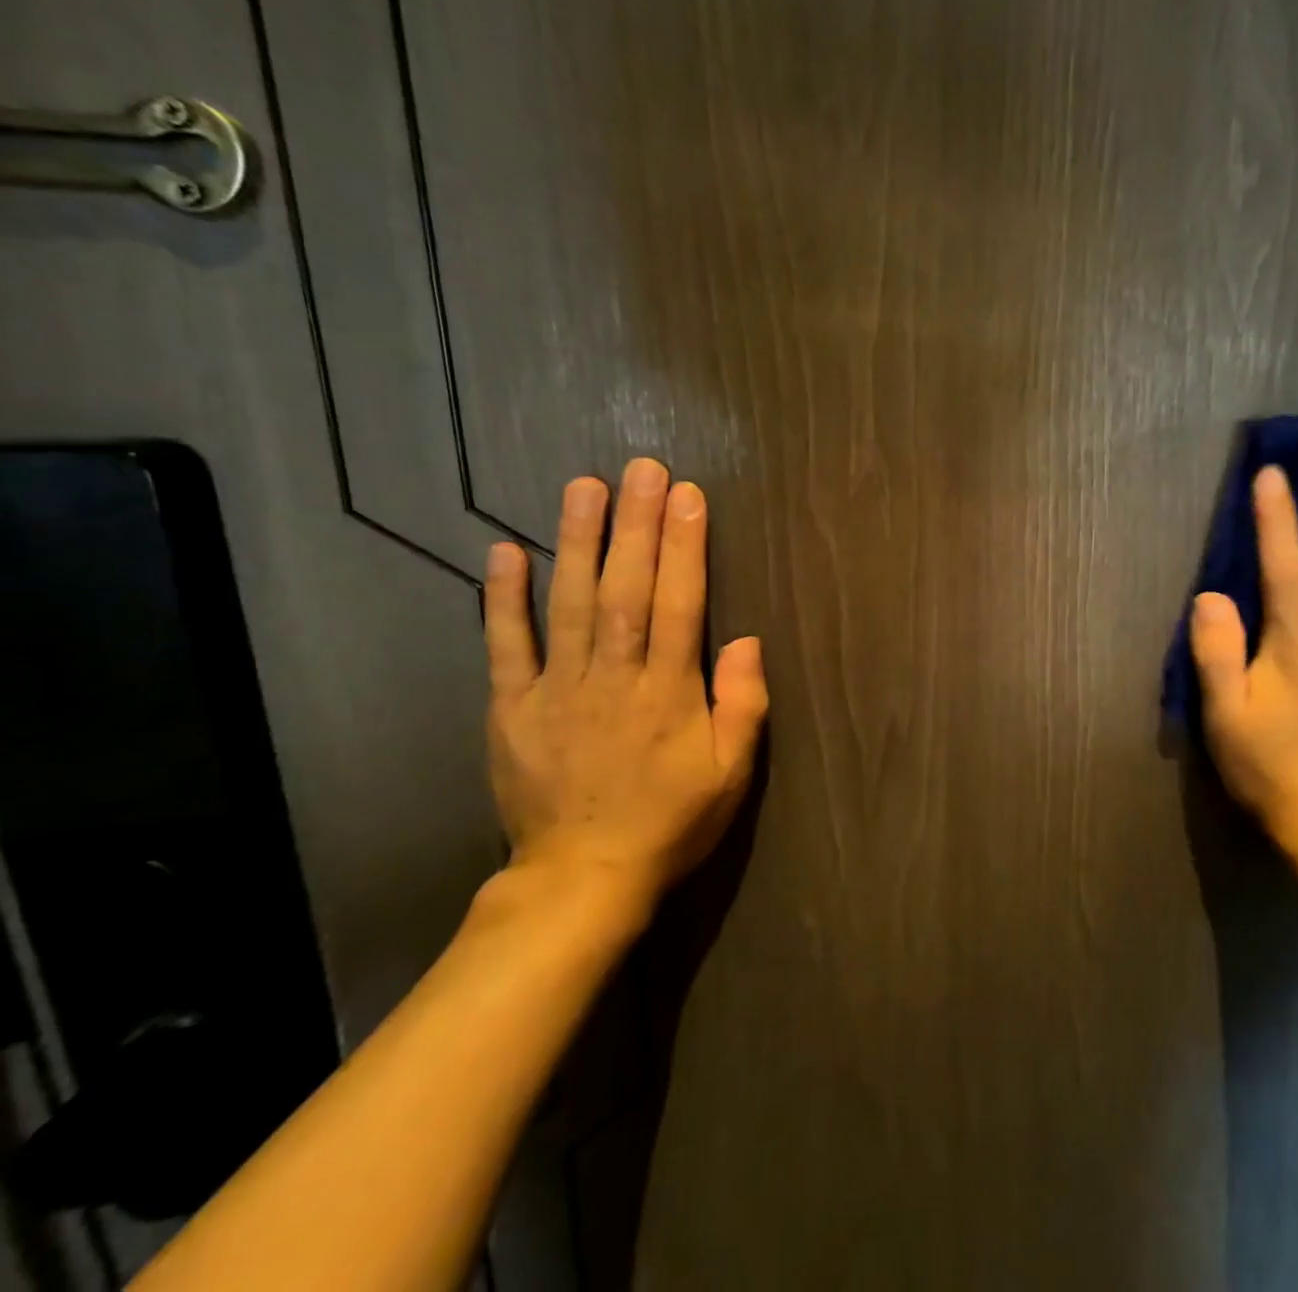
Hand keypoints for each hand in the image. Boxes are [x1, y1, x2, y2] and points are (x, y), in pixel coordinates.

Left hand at [482, 459, 768, 923]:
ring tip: (584, 487)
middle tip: (640, 468)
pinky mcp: (512, 708)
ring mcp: (557, 690)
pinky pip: (506, 647)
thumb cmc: (671, 821)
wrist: (583, 878)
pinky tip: (505, 551)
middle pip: (627, 589)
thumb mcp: (732, 773)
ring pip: (569, 604)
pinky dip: (503, 598)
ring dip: (578, 541)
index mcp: (668, 691)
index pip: (680, 603)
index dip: (685, 547)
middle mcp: (614, 677)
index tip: (686, 495)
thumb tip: (745, 639)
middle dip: (636, 525)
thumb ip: (743, 704)